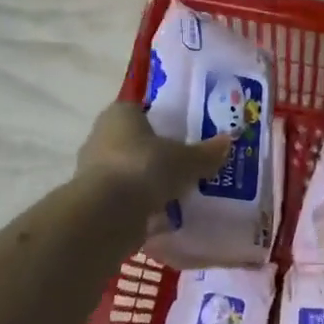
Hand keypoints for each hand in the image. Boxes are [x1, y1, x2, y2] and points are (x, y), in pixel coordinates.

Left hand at [75, 102, 230, 228]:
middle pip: (135, 141)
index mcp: (120, 115)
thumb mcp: (186, 160)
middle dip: (158, 153)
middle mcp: (101, 136)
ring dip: (150, 180)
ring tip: (180, 191)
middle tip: (186, 163)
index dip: (162, 119)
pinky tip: (165, 214)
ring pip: (130, 170)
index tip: (183, 132)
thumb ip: (206, 152)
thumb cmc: (145, 168)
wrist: (107, 214)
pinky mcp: (95, 200)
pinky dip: (142, 204)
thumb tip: (228, 141)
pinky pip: (126, 197)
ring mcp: (94, 170)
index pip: (141, 109)